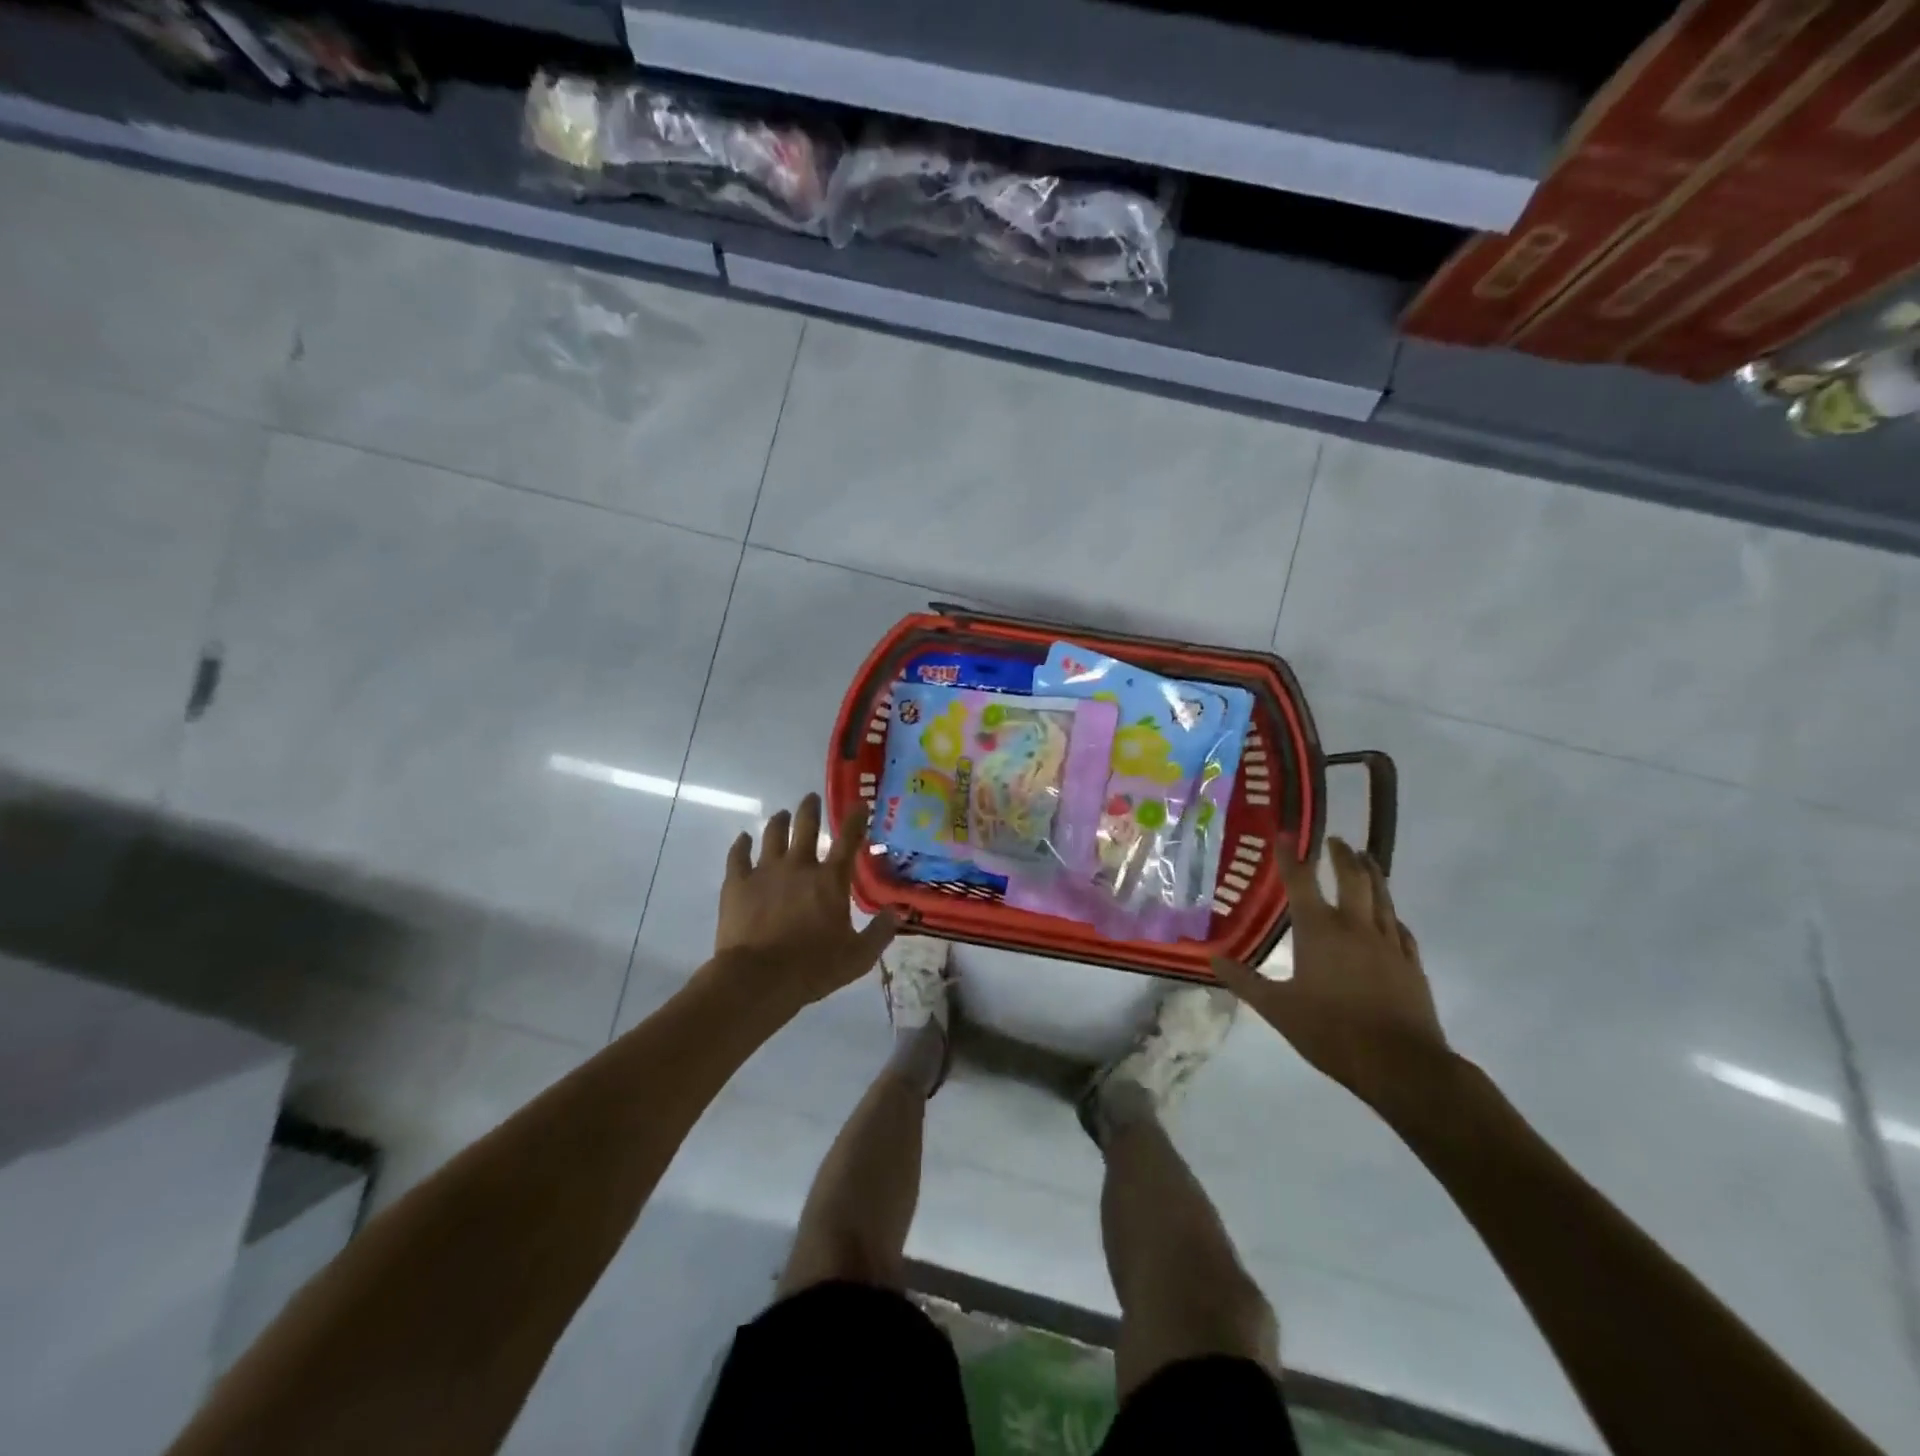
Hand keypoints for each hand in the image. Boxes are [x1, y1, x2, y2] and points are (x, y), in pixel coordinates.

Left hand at [715, 793, 897, 1007]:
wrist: (758, 979)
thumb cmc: (813, 968)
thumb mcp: (858, 957)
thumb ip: (880, 933)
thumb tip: (898, 913)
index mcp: (830, 880)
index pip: (848, 841)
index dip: (856, 820)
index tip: (859, 804)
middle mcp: (799, 866)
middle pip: (806, 827)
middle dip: (810, 809)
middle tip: (811, 798)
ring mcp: (765, 871)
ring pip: (773, 835)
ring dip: (779, 821)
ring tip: (781, 814)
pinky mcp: (737, 883)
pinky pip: (738, 855)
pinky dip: (741, 844)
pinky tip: (743, 838)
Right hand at [1212, 837, 1449, 1108]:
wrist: (1402, 1065)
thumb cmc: (1332, 1032)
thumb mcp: (1277, 1009)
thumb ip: (1245, 981)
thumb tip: (1213, 958)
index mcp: (1319, 931)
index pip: (1301, 882)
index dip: (1290, 856)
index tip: (1285, 834)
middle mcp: (1356, 927)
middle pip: (1352, 878)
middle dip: (1342, 855)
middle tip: (1336, 840)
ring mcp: (1389, 943)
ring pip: (1382, 897)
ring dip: (1372, 873)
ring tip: (1367, 857)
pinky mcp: (1411, 963)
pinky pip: (1401, 928)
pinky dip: (1391, 913)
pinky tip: (1391, 916)